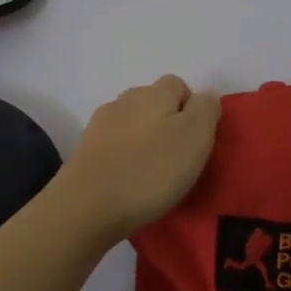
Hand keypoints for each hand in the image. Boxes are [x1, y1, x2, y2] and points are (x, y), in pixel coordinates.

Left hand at [54, 75, 221, 243]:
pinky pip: (114, 144)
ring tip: (152, 171)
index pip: (179, 84)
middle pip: (153, 102)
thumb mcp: (195, 137)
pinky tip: (128, 179)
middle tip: (177, 158)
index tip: (197, 140)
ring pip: (132, 123)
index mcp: (155, 93)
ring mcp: (100, 125)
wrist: (87, 205)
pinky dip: (124, 156)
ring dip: (144, 139)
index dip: (192, 108)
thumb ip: (206, 110)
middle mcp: (125, 100)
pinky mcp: (84, 150)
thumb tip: (205, 97)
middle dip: (167, 122)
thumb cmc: (150, 170)